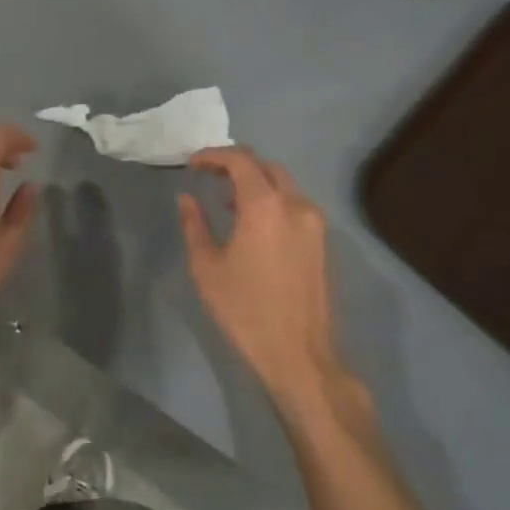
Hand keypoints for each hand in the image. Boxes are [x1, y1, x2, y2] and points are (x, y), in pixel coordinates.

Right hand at [179, 147, 343, 410]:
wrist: (298, 353)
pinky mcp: (321, 242)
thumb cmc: (245, 309)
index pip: (240, 161)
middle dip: (236, 164)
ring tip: (227, 200)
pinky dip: (271, 200)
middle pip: (266, 167)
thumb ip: (195, 225)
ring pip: (284, 185)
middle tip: (209, 175)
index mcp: (265, 206)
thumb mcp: (207, 267)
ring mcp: (314, 223)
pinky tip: (251, 222)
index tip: (193, 163)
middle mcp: (296, 205)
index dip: (214, 155)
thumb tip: (187, 199)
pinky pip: (294, 204)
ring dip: (255, 183)